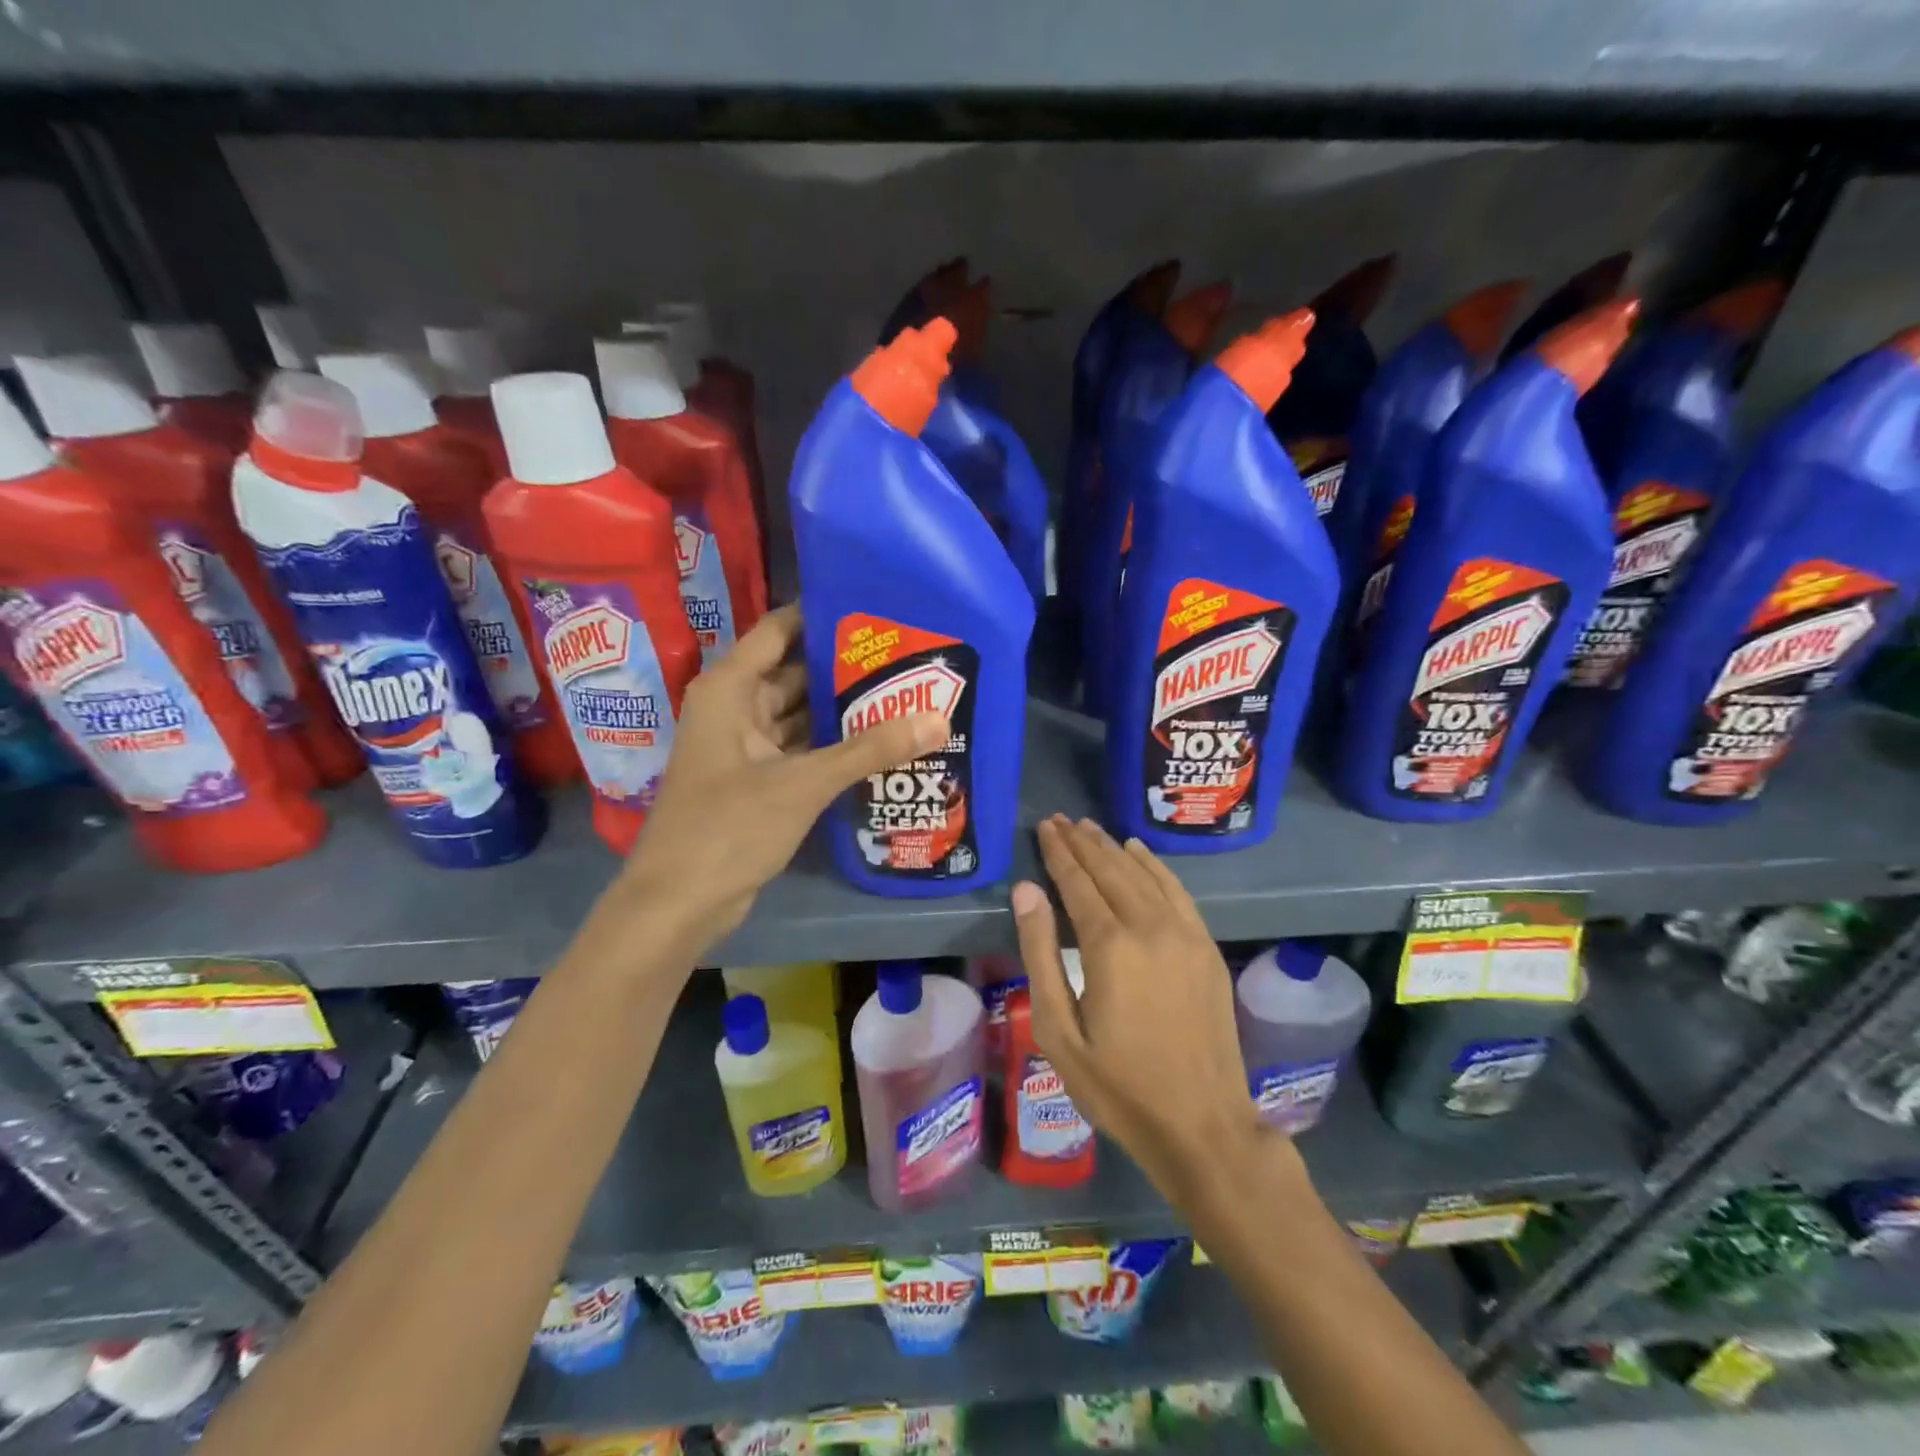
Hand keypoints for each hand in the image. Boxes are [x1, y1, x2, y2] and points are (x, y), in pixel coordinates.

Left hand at [618, 604, 948, 949]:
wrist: (679, 903)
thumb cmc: (729, 826)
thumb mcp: (803, 783)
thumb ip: (869, 750)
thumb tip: (938, 720)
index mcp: (730, 689)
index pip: (779, 630)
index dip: (822, 615)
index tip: (874, 608)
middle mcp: (735, 708)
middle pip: (795, 672)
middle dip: (845, 667)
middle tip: (905, 655)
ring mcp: (745, 747)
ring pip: (800, 715)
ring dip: (842, 710)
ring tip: (903, 693)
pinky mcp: (757, 781)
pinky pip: (801, 749)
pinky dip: (832, 746)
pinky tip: (878, 742)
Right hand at [1012, 815, 1282, 1197]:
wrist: (1202, 1125)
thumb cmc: (1118, 1085)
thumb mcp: (1058, 1030)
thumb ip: (1040, 953)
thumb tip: (1026, 890)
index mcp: (1109, 946)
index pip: (1078, 882)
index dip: (1059, 852)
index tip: (1045, 827)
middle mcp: (1149, 927)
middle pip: (1111, 870)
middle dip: (1082, 842)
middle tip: (1061, 820)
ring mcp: (1184, 935)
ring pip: (1143, 874)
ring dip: (1115, 848)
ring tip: (1091, 829)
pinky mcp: (1206, 948)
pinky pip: (1177, 891)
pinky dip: (1155, 866)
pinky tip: (1140, 853)